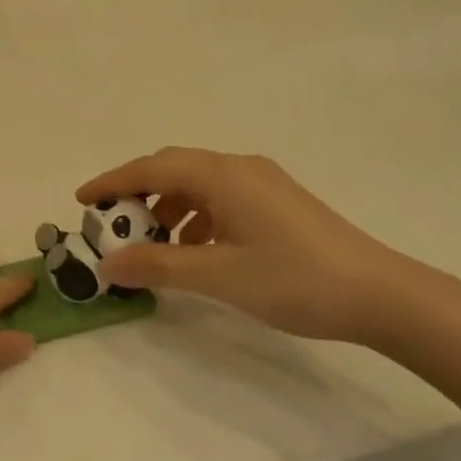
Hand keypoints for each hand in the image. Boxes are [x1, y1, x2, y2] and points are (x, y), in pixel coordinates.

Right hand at [78, 148, 453, 345]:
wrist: (379, 293)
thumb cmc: (293, 279)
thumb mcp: (218, 275)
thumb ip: (159, 266)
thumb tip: (107, 264)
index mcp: (222, 175)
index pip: (152, 168)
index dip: (112, 182)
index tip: (81, 201)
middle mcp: (240, 167)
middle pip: (174, 169)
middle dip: (138, 195)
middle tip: (113, 226)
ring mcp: (263, 183)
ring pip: (199, 185)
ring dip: (169, 210)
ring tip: (154, 248)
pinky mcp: (278, 202)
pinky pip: (222, 199)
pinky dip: (197, 219)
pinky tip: (197, 252)